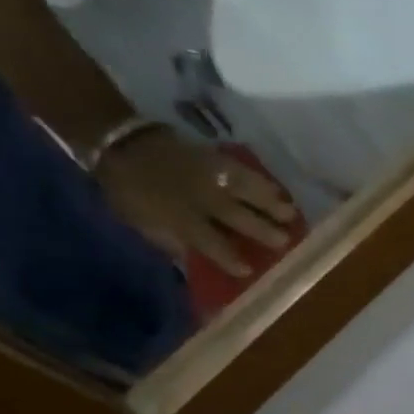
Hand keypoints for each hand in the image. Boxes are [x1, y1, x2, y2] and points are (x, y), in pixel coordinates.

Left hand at [96, 129, 297, 277]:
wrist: (121, 142)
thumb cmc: (131, 191)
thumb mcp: (141, 221)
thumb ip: (170, 240)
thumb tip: (195, 257)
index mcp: (179, 216)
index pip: (210, 242)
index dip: (229, 258)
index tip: (248, 271)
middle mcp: (200, 197)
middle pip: (237, 216)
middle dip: (262, 230)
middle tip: (285, 242)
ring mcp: (210, 175)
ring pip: (247, 190)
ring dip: (271, 204)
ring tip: (292, 215)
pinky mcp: (215, 158)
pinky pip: (244, 171)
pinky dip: (263, 183)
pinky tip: (278, 191)